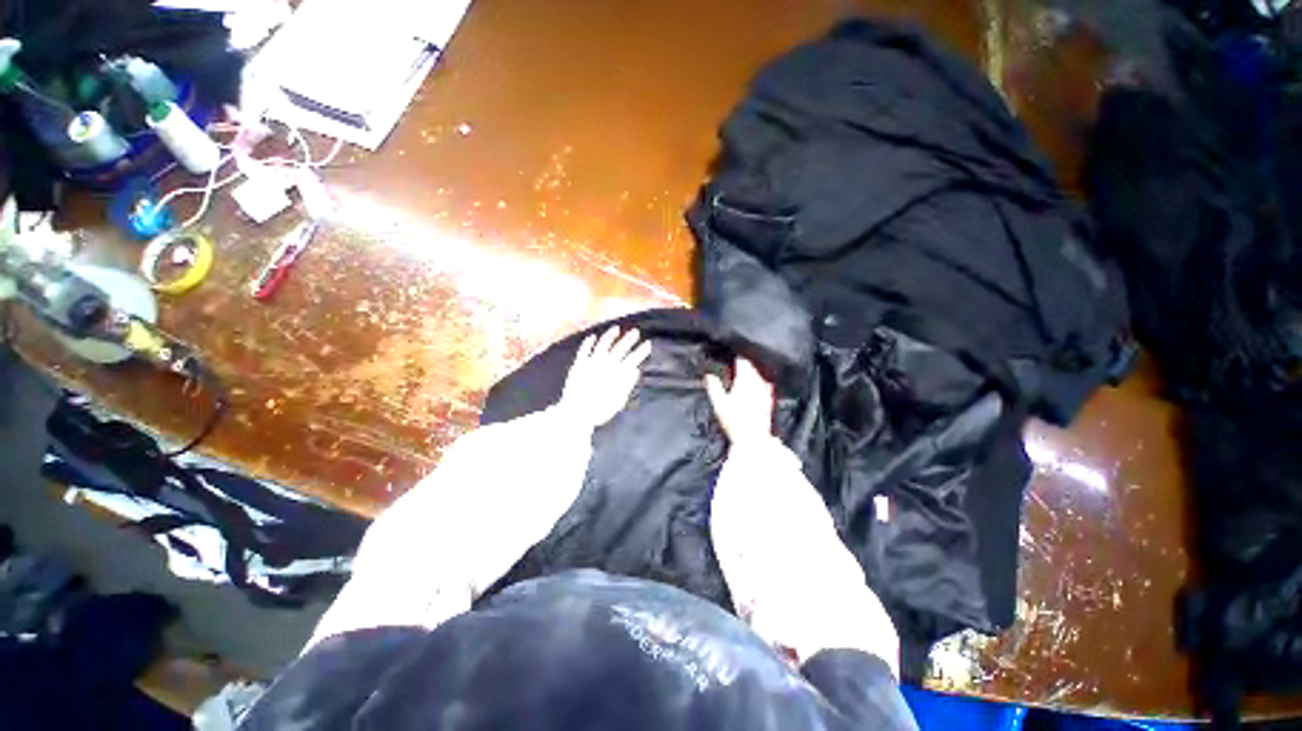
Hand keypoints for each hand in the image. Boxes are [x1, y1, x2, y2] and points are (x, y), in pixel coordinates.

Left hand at [560, 326, 651, 428]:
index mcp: (618, 373)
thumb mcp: (619, 400)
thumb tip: (636, 370)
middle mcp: (606, 363)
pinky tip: (593, 336)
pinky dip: (589, 341)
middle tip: (636, 332)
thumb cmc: (601, 409)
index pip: (633, 358)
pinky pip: (584, 349)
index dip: (641, 350)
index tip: (648, 343)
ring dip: (610, 335)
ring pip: (603, 343)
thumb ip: (628, 383)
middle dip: (629, 339)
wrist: (577, 411)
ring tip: (616, 328)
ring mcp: (592, 361)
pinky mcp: (579, 363)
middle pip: (620, 347)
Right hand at [705, 358, 774, 445]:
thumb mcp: (719, 404)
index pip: (742, 362)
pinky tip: (757, 386)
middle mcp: (757, 382)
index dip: (736, 358)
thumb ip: (714, 387)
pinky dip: (759, 383)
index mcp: (744, 380)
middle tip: (737, 363)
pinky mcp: (769, 400)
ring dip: (752, 373)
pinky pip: (765, 385)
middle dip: (745, 364)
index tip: (731, 357)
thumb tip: (709, 375)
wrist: (754, 439)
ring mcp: (765, 391)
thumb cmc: (734, 420)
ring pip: (759, 375)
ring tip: (745, 373)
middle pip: (752, 367)